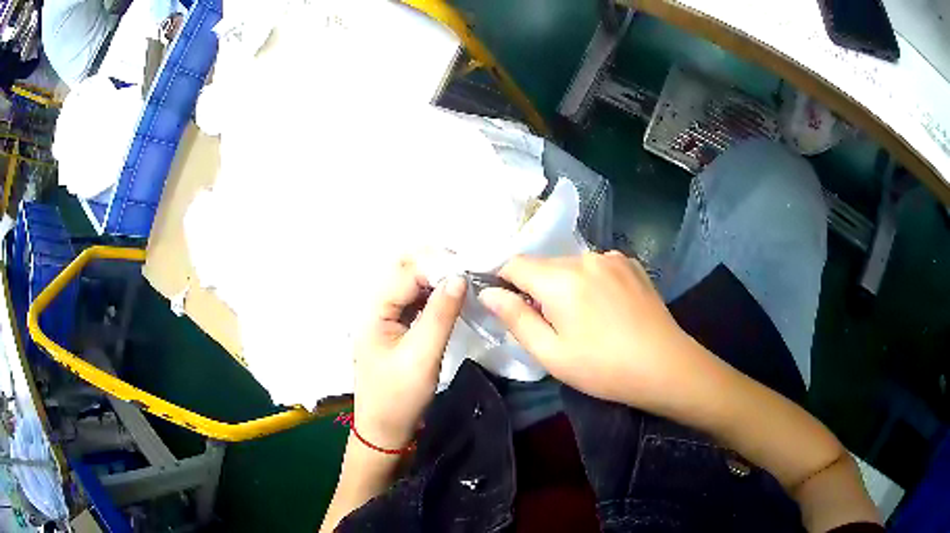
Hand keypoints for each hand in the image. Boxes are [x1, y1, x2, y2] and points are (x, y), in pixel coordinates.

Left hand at [352, 258, 465, 449]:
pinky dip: (434, 296)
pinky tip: (453, 298)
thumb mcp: (422, 356)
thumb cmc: (400, 397)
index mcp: (374, 311)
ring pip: (411, 286)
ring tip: (466, 280)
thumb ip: (440, 314)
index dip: (436, 263)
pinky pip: (415, 303)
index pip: (405, 272)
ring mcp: (385, 319)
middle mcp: (376, 308)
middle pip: (404, 272)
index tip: (469, 265)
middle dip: (435, 264)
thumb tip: (459, 276)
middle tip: (469, 269)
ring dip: (436, 279)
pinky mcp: (396, 330)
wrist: (385, 431)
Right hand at [478, 252, 692, 408]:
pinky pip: (597, 266)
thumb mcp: (551, 353)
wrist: (665, 366)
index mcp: (560, 279)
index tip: (510, 308)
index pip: (515, 263)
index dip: (503, 282)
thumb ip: (515, 318)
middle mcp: (585, 258)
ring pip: (571, 265)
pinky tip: (606, 308)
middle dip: (537, 288)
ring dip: (565, 284)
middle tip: (550, 325)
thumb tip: (486, 292)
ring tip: (583, 319)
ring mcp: (612, 258)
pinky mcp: (631, 264)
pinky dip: (590, 281)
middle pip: (544, 264)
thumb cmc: (603, 367)